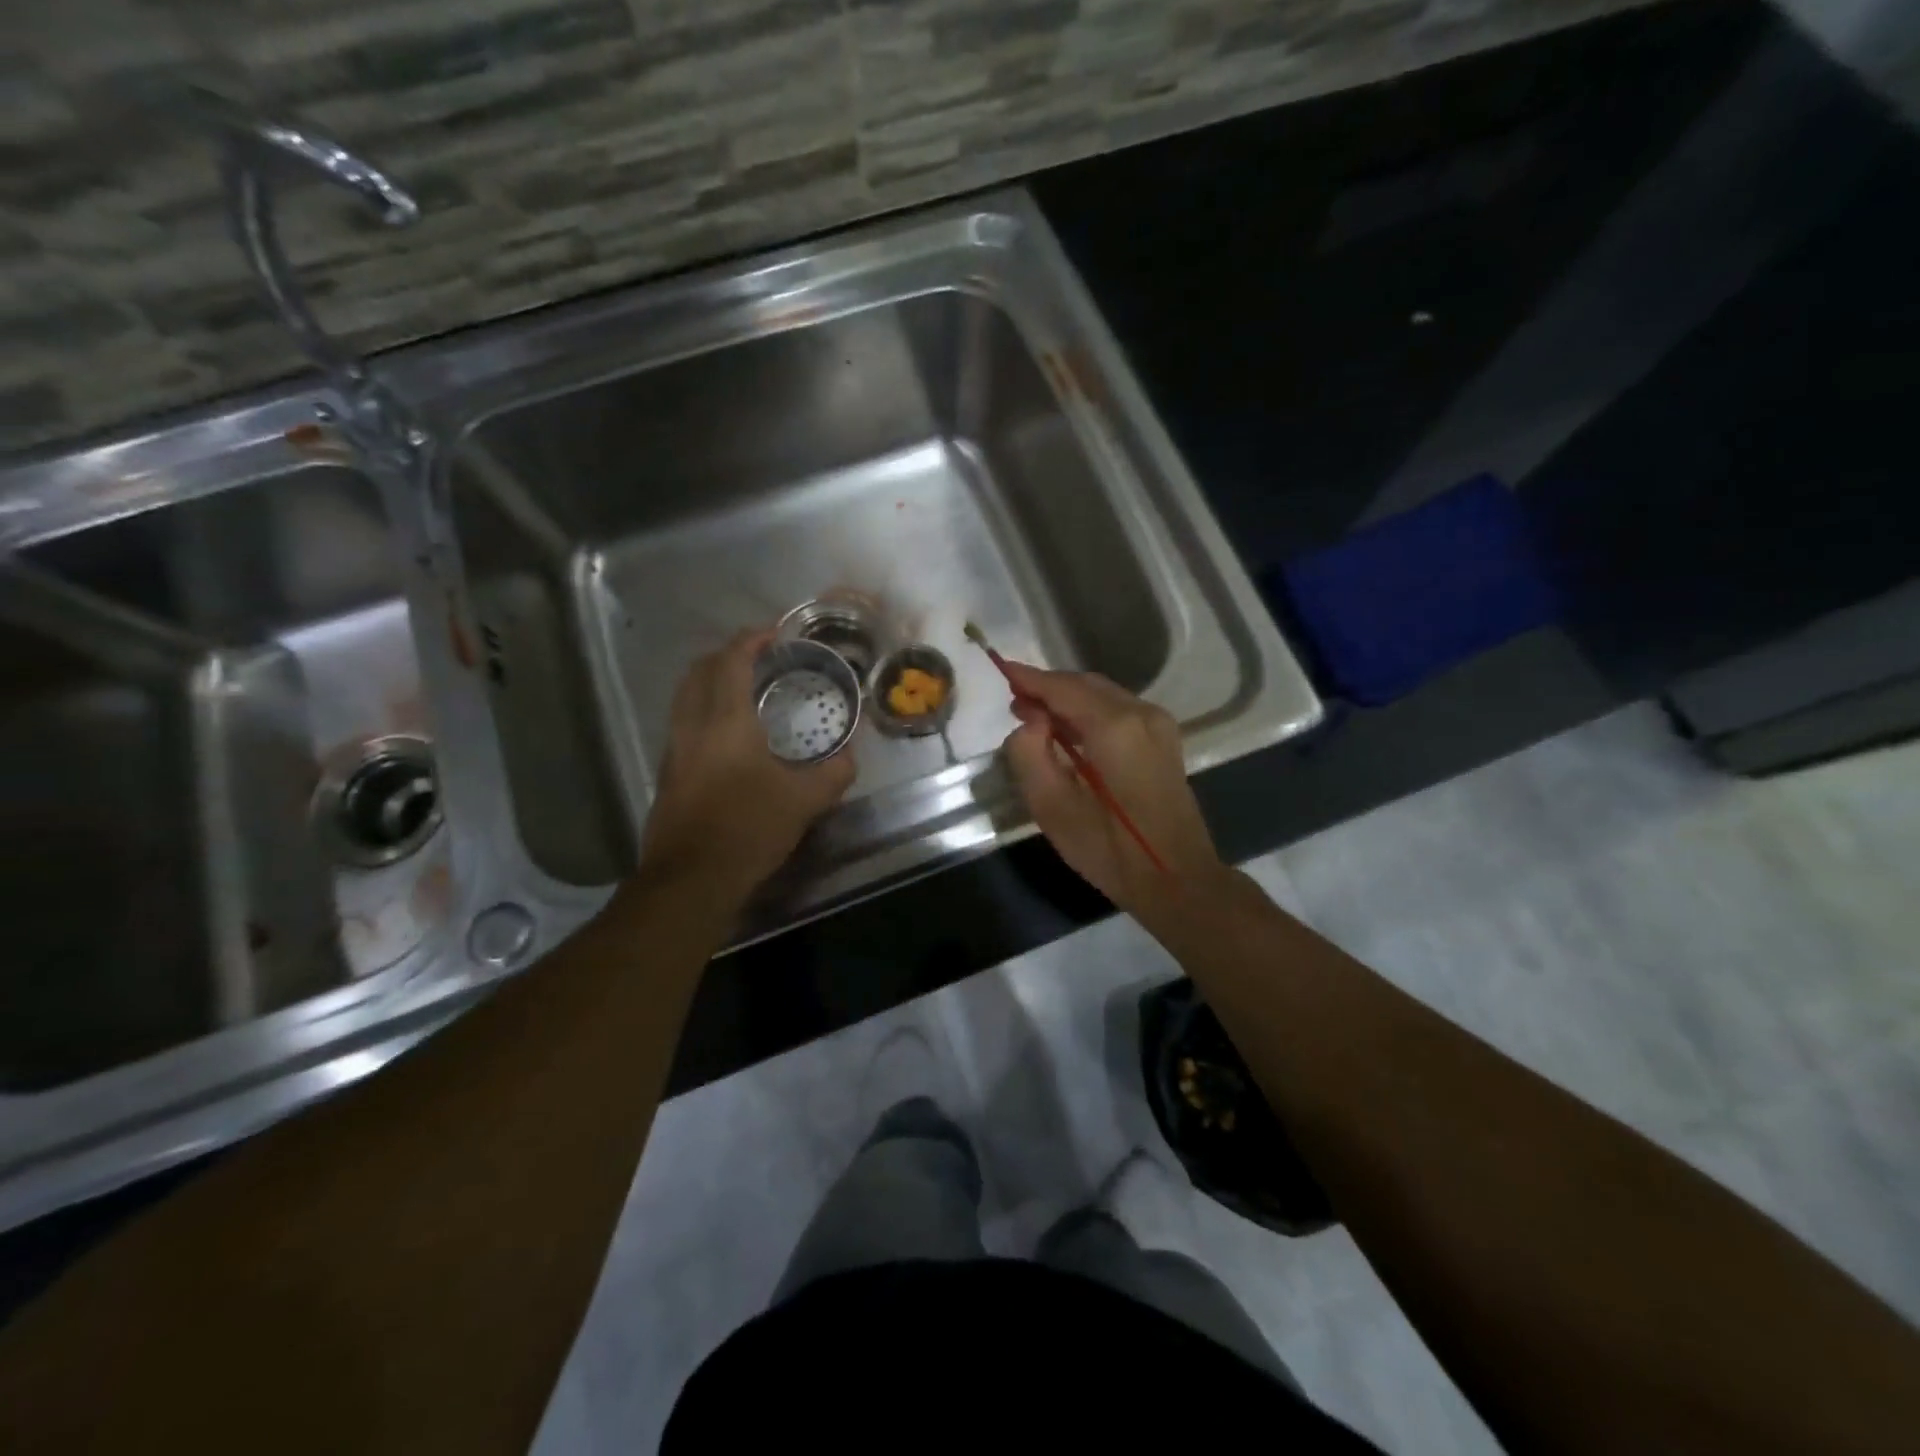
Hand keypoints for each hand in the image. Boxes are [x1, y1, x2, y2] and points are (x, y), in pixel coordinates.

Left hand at [638, 629, 855, 905]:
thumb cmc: (748, 829)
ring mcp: (674, 750)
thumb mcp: (805, 801)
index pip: (731, 661)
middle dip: (727, 655)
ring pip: (686, 697)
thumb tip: (850, 756)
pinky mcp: (668, 775)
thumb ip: (833, 773)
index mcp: (725, 721)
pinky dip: (704, 712)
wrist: (691, 879)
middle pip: (699, 671)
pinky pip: (683, 724)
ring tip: (744, 692)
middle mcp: (693, 726)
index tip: (775, 635)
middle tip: (759, 659)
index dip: (752, 640)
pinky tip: (729, 737)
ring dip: (711, 682)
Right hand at [1000, 662, 1227, 920]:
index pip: (1063, 688)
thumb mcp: (1052, 807)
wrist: (1175, 879)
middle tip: (1015, 705)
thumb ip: (1029, 754)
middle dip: (1048, 689)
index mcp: (1115, 727)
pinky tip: (1070, 732)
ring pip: (1103, 695)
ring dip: (1069, 700)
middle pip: (1085, 684)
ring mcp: (1158, 724)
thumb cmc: (1109, 849)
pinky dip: (1090, 711)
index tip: (1001, 669)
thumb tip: (1030, 721)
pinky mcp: (1164, 739)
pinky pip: (1119, 710)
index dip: (1030, 679)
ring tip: (1036, 719)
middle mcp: (1141, 713)